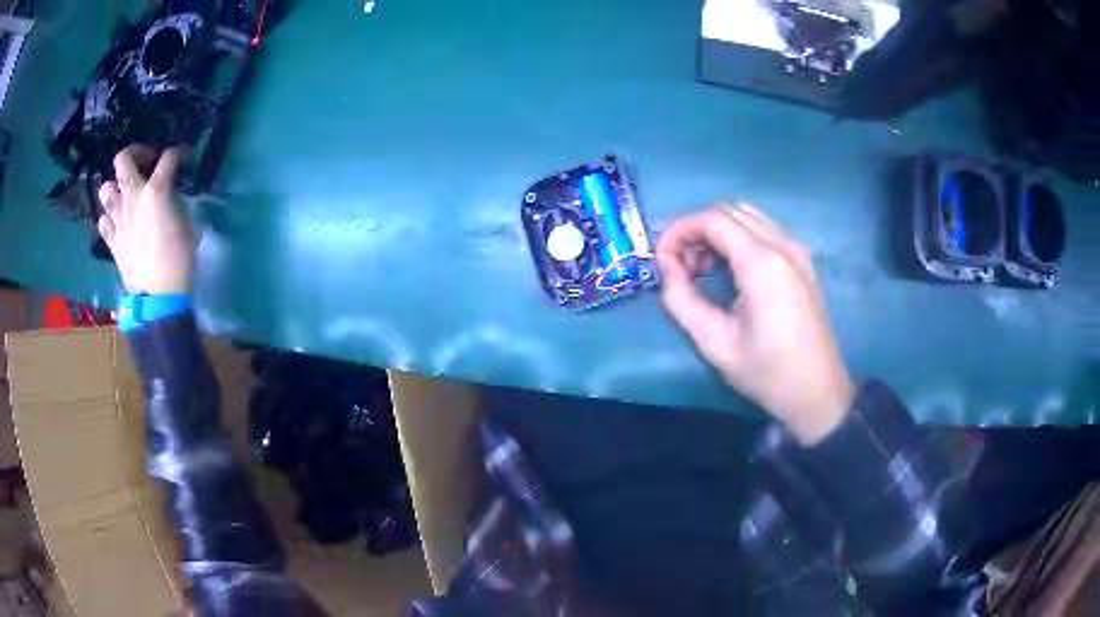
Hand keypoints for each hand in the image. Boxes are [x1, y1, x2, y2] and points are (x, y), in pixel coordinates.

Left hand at [97, 146, 193, 294]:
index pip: (168, 157)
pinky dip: (109, 218)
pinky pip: (103, 222)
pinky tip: (117, 222)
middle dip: (134, 153)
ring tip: (125, 194)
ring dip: (115, 187)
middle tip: (144, 162)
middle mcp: (132, 197)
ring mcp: (118, 219)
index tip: (183, 157)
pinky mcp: (112, 241)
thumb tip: (170, 197)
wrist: (158, 295)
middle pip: (123, 159)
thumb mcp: (185, 223)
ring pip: (106, 189)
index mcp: (155, 190)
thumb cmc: (178, 258)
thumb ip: (174, 202)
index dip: (178, 153)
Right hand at [657, 204, 853, 444]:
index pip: (712, 219)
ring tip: (702, 270)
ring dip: (718, 232)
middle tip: (680, 266)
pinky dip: (738, 238)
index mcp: (763, 263)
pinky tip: (730, 271)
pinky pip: (764, 231)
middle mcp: (783, 245)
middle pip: (730, 210)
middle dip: (697, 229)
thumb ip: (681, 299)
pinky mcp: (803, 262)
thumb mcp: (715, 342)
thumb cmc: (767, 373)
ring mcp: (797, 251)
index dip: (679, 230)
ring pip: (748, 217)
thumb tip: (665, 265)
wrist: (818, 394)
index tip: (661, 259)